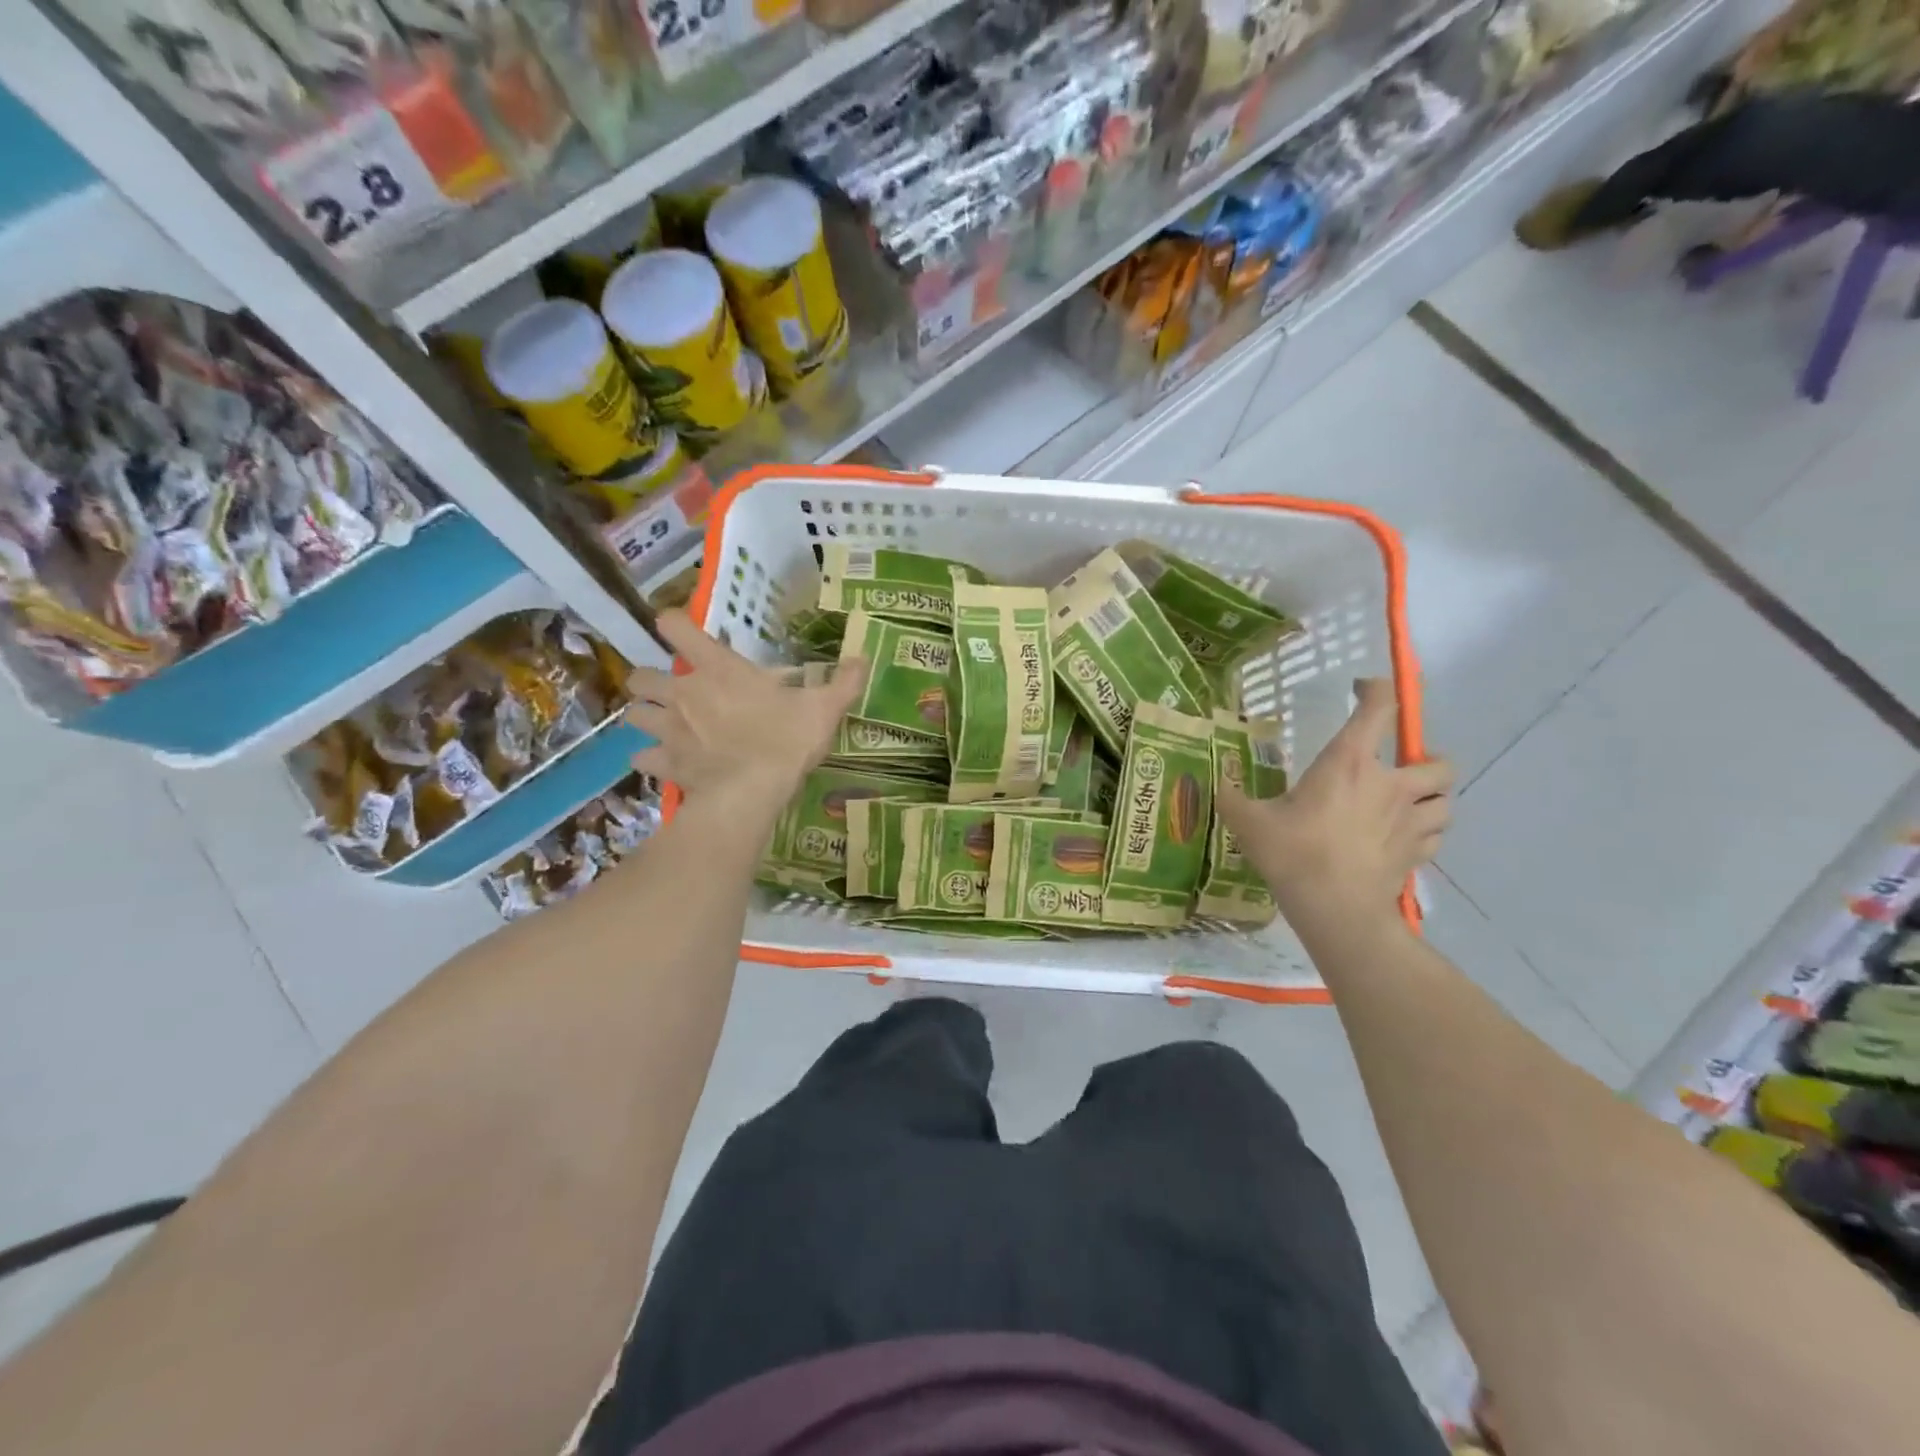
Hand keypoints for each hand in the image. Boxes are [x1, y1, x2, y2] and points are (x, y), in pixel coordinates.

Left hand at [625, 611, 868, 815]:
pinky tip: (666, 762)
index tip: (681, 630)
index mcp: (717, 668)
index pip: (676, 627)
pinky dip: (650, 758)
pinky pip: (642, 757)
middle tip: (675, 691)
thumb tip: (863, 658)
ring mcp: (667, 728)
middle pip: (641, 674)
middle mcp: (683, 692)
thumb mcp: (823, 709)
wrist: (751, 793)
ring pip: (634, 713)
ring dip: (646, 715)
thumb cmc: (785, 741)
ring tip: (664, 724)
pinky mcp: (664, 763)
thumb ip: (844, 683)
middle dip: (652, 680)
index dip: (674, 624)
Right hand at [1218, 678, 1452, 926]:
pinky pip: (1436, 835)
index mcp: (1350, 763)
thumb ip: (1231, 797)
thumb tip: (1212, 782)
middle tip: (1398, 770)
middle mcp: (1390, 784)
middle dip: (1425, 760)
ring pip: (1446, 799)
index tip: (1361, 689)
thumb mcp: (1248, 821)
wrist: (1335, 909)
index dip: (1376, 689)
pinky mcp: (1417, 854)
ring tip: (1408, 804)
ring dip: (1432, 798)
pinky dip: (1426, 832)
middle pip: (1438, 760)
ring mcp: (1411, 821)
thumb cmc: (1293, 853)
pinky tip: (1403, 838)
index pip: (1378, 708)